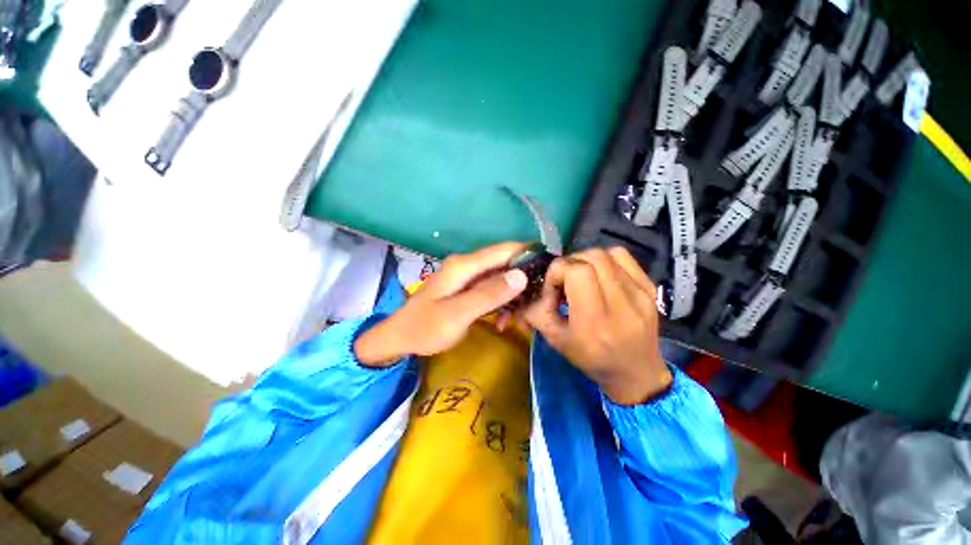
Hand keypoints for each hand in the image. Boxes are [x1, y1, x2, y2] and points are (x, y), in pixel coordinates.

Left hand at [354, 242, 528, 366]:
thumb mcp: (457, 314)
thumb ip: (488, 294)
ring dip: (513, 295)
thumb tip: (521, 276)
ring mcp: (467, 277)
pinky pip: (491, 289)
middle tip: (538, 300)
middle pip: (504, 262)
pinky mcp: (467, 288)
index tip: (549, 267)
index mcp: (465, 266)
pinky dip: (501, 302)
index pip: (503, 250)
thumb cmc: (426, 328)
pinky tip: (503, 320)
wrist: (400, 338)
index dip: (527, 253)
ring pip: (500, 277)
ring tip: (521, 317)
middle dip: (523, 279)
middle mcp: (468, 266)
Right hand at [523, 247, 670, 404]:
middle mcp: (622, 304)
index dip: (558, 272)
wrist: (636, 371)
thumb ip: (537, 312)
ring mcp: (640, 293)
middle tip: (565, 281)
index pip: (577, 271)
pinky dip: (605, 259)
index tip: (554, 287)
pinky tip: (599, 274)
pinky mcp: (650, 287)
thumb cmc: (591, 359)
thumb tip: (534, 288)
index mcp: (595, 321)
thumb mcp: (555, 340)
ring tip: (581, 276)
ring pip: (606, 254)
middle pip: (591, 258)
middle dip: (570, 264)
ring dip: (586, 260)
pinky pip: (623, 257)